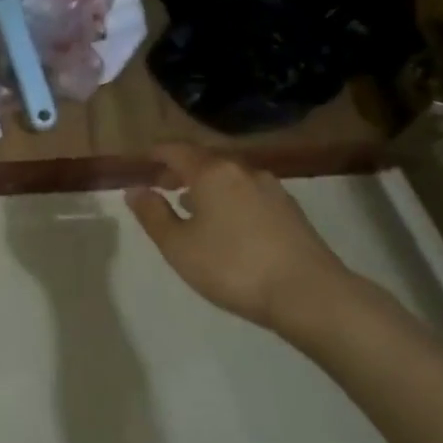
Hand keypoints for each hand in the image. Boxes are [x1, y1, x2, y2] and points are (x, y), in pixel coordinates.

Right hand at [125, 144, 368, 347]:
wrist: (308, 292)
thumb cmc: (232, 267)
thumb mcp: (179, 246)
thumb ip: (153, 215)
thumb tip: (135, 190)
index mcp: (212, 172)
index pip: (177, 150)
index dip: (156, 154)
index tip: (142, 162)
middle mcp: (242, 170)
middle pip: (205, 159)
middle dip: (181, 169)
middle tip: (162, 185)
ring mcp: (271, 187)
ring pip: (229, 176)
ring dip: (206, 184)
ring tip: (192, 206)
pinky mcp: (289, 208)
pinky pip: (248, 192)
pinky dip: (229, 197)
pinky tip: (227, 223)